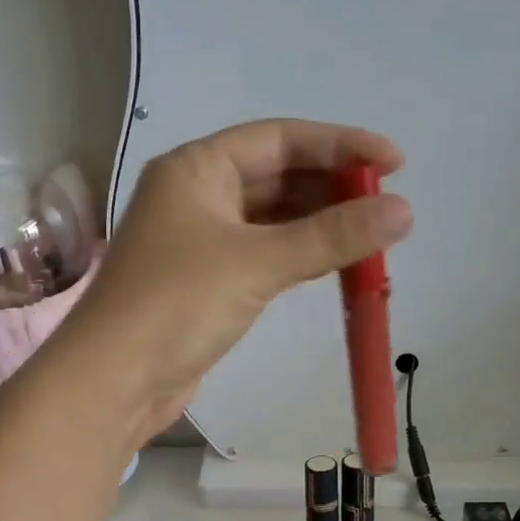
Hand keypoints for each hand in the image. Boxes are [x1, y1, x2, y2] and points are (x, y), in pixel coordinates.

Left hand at [61, 119, 410, 435]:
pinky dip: (297, 258)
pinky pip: (262, 257)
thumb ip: (331, 236)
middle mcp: (195, 196)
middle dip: (331, 189)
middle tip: (387, 207)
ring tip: (372, 238)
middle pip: (276, 177)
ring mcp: (197, 242)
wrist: (115, 381)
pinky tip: (333, 265)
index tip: (396, 163)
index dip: (340, 145)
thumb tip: (404, 211)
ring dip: (318, 227)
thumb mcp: (259, 263)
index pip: (279, 139)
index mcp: (196, 168)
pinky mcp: (204, 284)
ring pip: (270, 221)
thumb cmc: (178, 304)